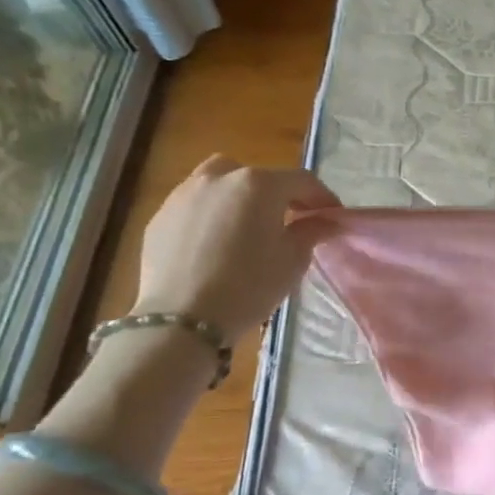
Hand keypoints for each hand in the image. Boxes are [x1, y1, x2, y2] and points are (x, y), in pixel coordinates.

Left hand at [133, 156, 340, 336]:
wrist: (182, 318)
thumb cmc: (249, 285)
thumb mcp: (293, 260)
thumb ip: (311, 231)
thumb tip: (325, 220)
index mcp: (258, 185)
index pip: (301, 181)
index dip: (322, 197)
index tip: (333, 216)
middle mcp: (219, 178)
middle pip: (257, 176)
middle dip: (277, 193)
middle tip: (288, 219)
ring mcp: (184, 194)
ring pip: (220, 183)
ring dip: (239, 198)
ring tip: (247, 227)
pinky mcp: (160, 217)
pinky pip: (195, 205)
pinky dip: (212, 214)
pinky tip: (216, 243)